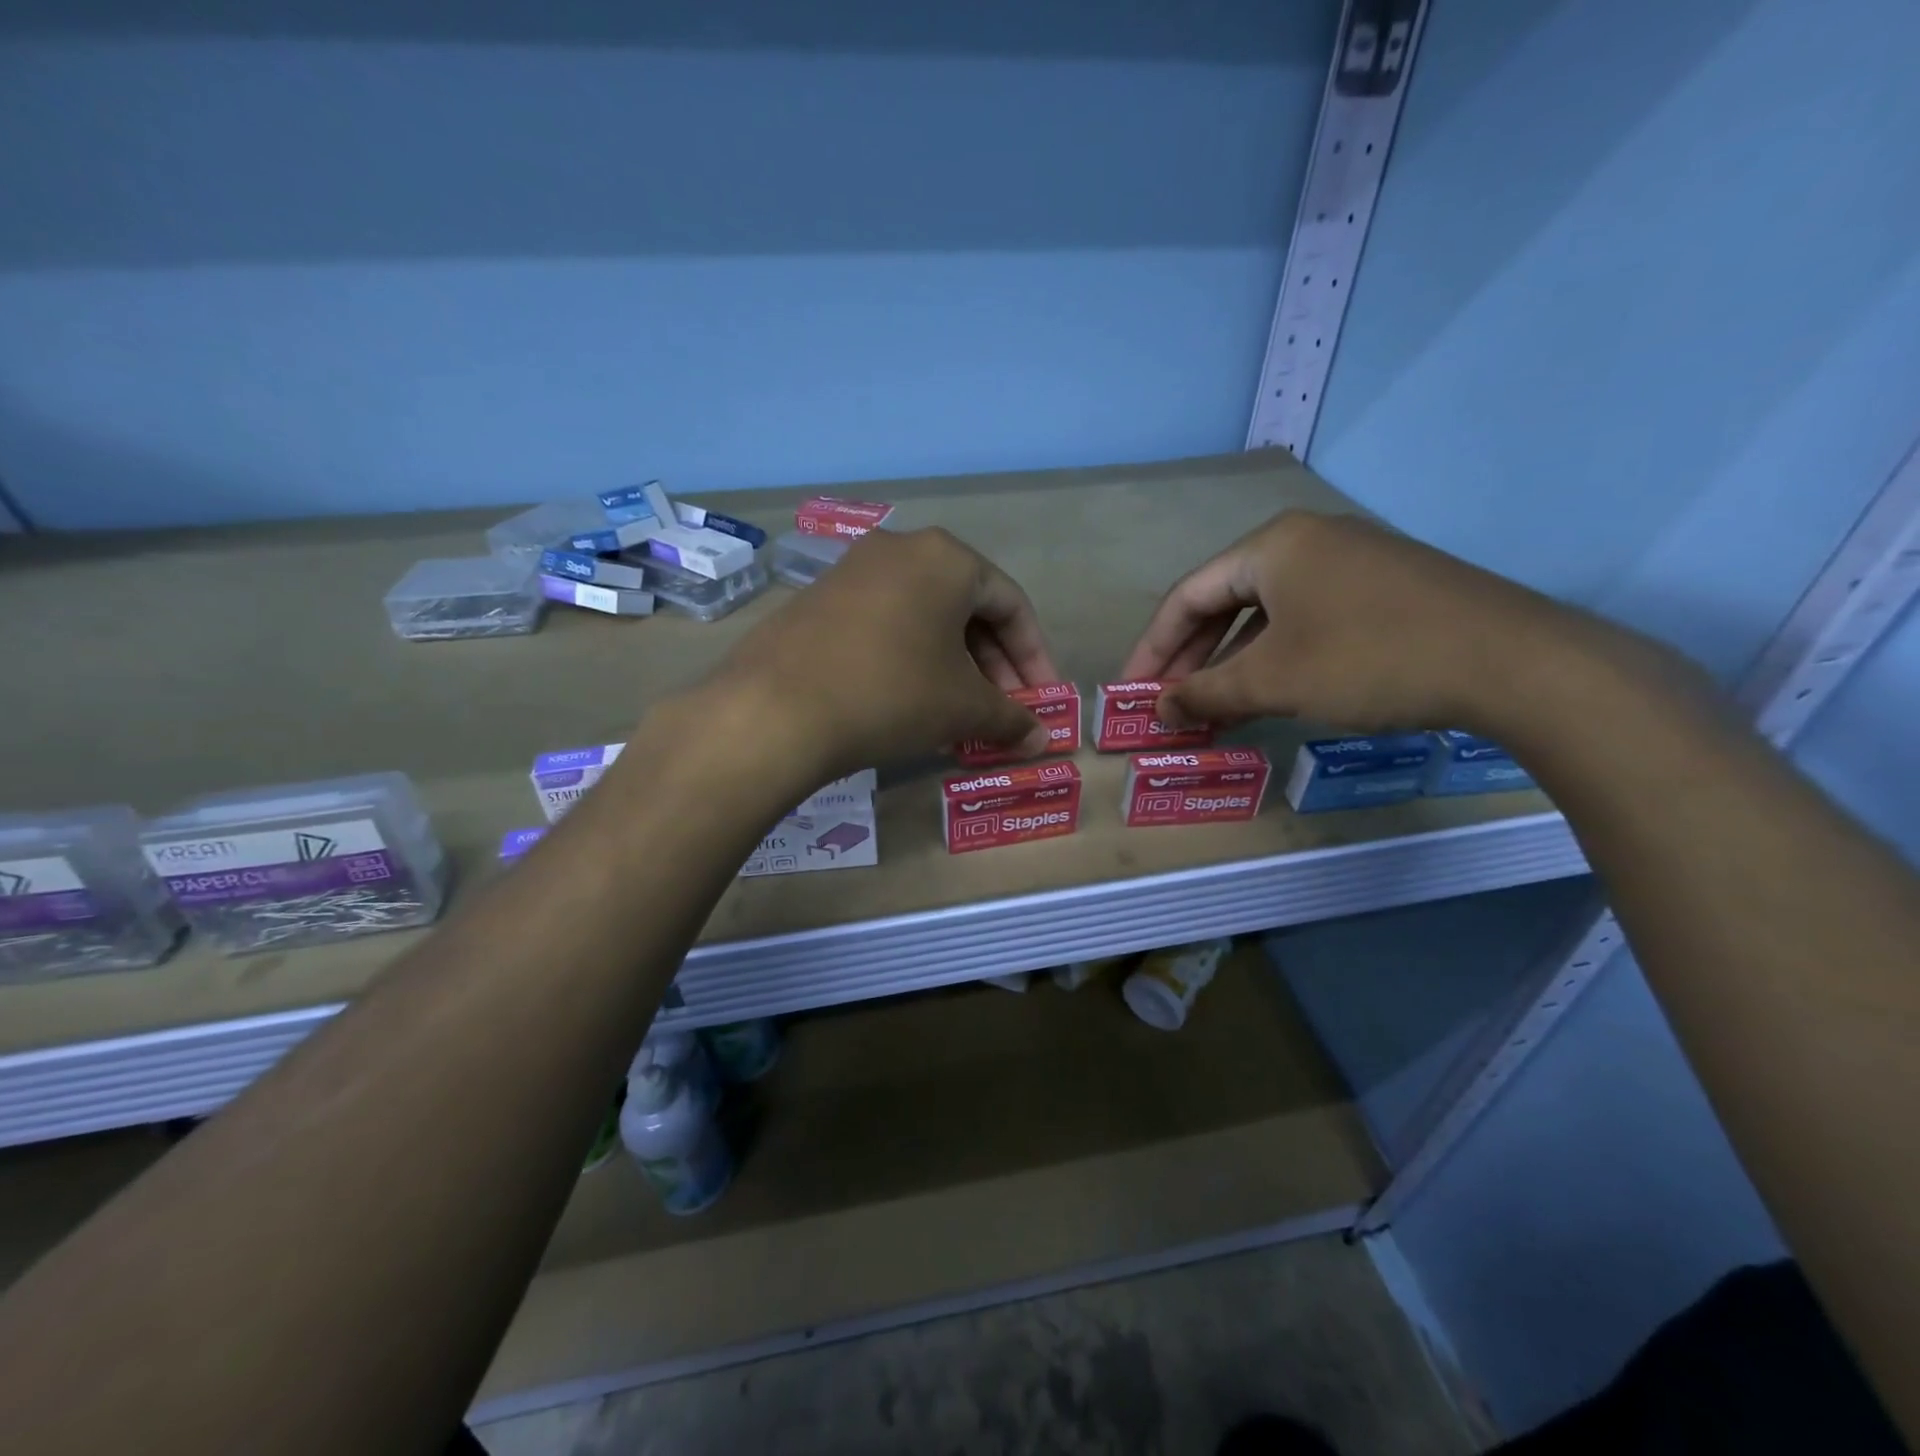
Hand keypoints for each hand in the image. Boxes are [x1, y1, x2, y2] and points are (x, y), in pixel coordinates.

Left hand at [711, 528, 1060, 777]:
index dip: (1035, 657)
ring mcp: (853, 572)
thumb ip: (1010, 719)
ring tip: (962, 715)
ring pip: (924, 619)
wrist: (775, 709)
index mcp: (946, 558)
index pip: (1011, 604)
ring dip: (954, 667)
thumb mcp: (962, 707)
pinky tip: (912, 703)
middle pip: (967, 608)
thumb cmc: (891, 693)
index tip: (1043, 700)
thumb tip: (1040, 741)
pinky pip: (885, 626)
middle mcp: (900, 550)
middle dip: (994, 666)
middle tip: (1005, 712)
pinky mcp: (819, 600)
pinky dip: (912, 661)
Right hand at [1120, 511, 1624, 735]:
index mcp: (1272, 545)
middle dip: (1191, 657)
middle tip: (1169, 704)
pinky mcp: (1384, 587)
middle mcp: (1307, 540)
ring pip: (1266, 614)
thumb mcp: (1273, 681)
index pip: (1187, 596)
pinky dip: (1275, 657)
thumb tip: (1159, 711)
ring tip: (1211, 707)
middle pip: (1224, 600)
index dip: (1152, 648)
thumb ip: (1205, 693)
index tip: (1132, 691)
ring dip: (1232, 662)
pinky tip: (1269, 692)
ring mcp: (1351, 561)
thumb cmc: (1370, 659)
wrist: (1513, 662)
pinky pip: (1305, 620)